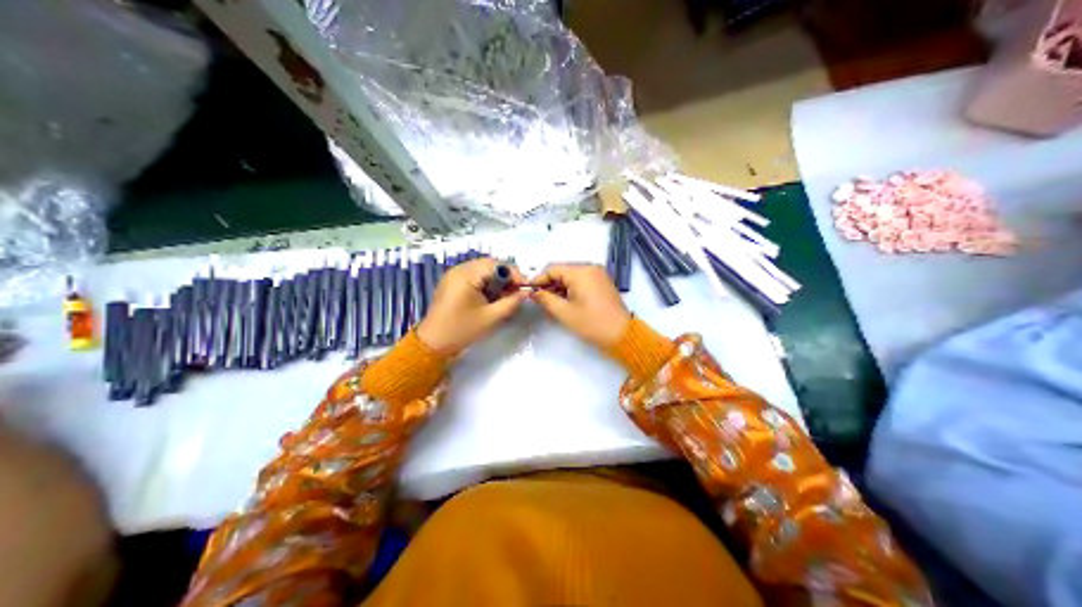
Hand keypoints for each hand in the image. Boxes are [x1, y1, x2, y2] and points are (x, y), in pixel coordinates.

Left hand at [414, 259, 530, 354]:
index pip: (497, 265)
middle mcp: (459, 270)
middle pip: (489, 265)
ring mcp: (453, 276)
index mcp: (466, 275)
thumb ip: (511, 302)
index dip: (514, 274)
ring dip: (496, 281)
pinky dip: (485, 284)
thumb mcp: (491, 317)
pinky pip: (474, 277)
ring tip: (506, 296)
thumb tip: (526, 293)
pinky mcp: (452, 284)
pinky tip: (491, 298)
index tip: (525, 288)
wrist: (433, 343)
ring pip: (482, 270)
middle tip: (517, 292)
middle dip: (506, 277)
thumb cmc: (462, 330)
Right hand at [529, 263, 631, 348]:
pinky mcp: (602, 284)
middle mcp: (590, 268)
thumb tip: (533, 292)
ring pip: (571, 278)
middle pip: (562, 272)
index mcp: (581, 272)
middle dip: (549, 285)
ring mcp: (598, 275)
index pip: (552, 269)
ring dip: (559, 289)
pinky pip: (581, 282)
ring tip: (549, 305)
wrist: (622, 335)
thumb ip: (545, 299)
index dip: (538, 280)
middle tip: (537, 300)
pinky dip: (571, 290)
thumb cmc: (592, 323)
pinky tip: (563, 304)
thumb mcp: (564, 313)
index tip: (527, 291)